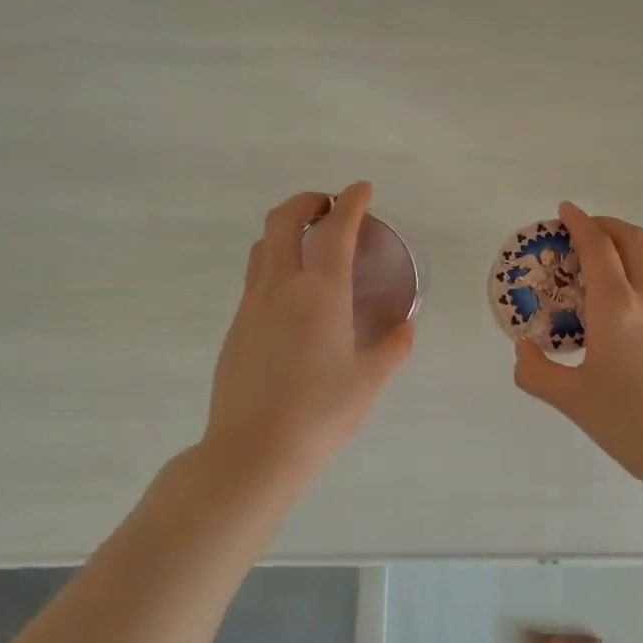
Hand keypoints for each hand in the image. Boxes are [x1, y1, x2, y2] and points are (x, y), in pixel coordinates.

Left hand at [205, 183, 414, 473]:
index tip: (362, 189)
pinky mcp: (236, 329)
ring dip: (285, 232)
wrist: (252, 453)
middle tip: (328, 207)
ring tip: (309, 247)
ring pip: (262, 248)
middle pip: (283, 221)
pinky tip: (293, 299)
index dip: (351, 202)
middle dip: (306, 202)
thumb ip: (392, 349)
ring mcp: (252, 306)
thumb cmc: (320, 413)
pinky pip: (255, 280)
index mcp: (320, 292)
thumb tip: (406, 329)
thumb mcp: (368, 381)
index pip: (336, 229)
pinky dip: (275, 267)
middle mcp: (281, 287)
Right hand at [512, 202, 642, 492]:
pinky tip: (626, 298)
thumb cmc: (632, 423)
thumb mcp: (572, 401)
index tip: (564, 210)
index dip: (579, 223)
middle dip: (605, 224)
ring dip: (629, 244)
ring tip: (605, 261)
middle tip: (580, 232)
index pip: (597, 247)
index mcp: (616, 307)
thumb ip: (537, 373)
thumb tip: (523, 350)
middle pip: (632, 239)